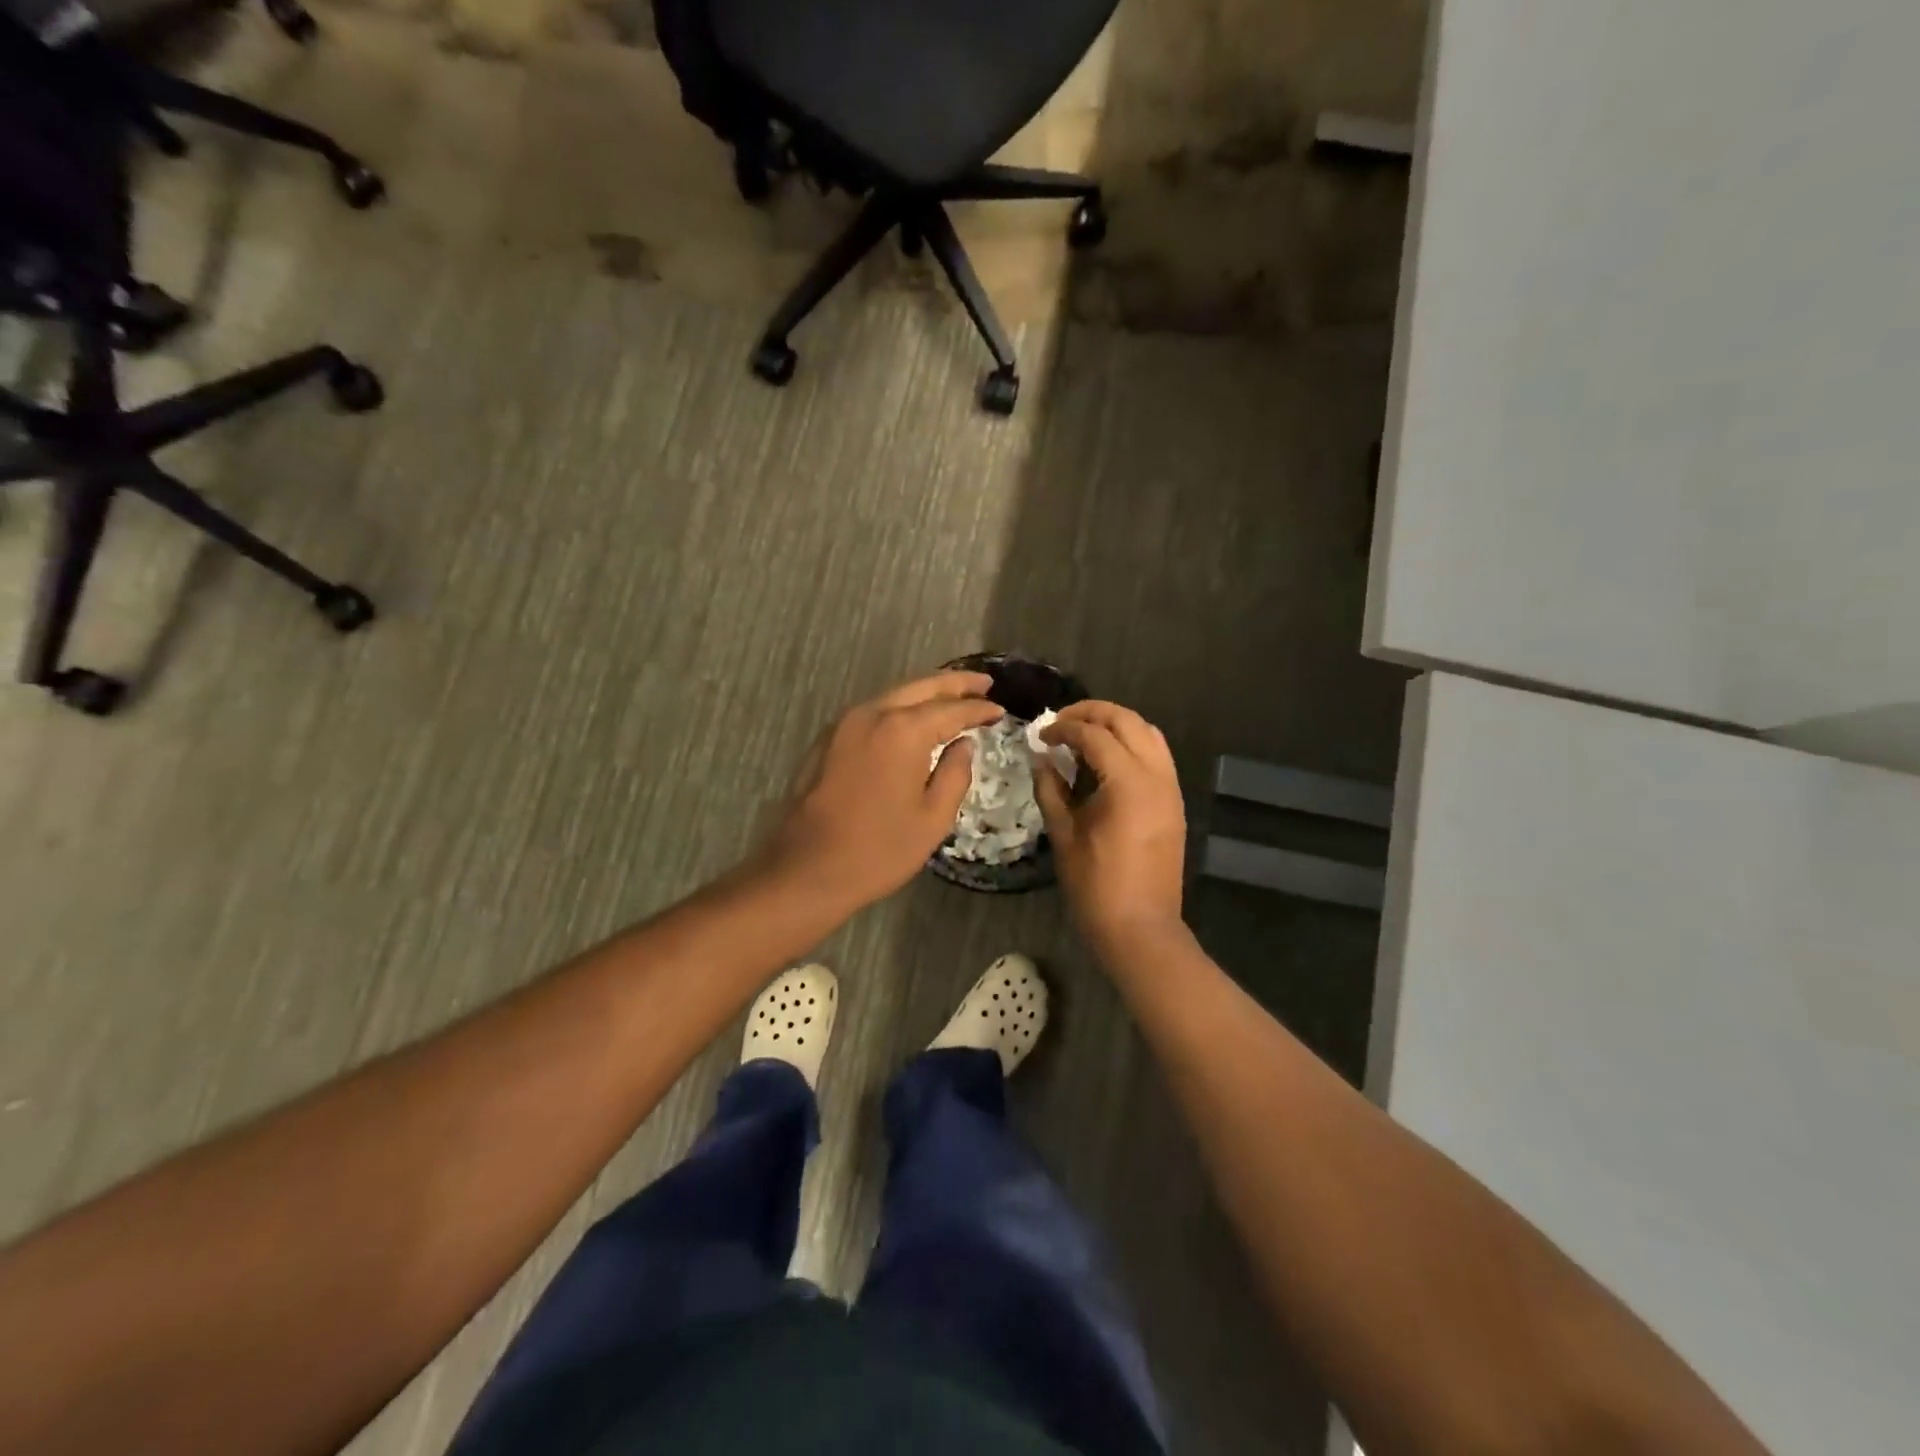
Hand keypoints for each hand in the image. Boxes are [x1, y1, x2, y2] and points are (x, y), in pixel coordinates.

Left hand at [760, 671, 1002, 913]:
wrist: (807, 869)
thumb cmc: (879, 849)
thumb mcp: (933, 818)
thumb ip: (955, 773)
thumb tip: (964, 744)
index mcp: (903, 731)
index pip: (952, 709)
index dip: (979, 709)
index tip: (1000, 710)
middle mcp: (872, 714)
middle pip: (921, 687)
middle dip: (955, 684)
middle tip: (984, 684)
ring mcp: (845, 724)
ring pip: (894, 696)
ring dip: (926, 694)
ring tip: (954, 698)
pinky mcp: (828, 739)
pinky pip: (874, 711)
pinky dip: (900, 708)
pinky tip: (914, 721)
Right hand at [1035, 701, 1187, 945]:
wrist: (1140, 928)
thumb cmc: (1095, 885)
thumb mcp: (1064, 834)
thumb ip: (1051, 789)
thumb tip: (1041, 759)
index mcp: (1128, 782)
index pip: (1094, 734)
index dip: (1063, 729)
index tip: (1041, 737)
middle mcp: (1156, 775)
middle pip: (1127, 721)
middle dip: (1092, 713)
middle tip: (1061, 722)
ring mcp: (1170, 788)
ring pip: (1148, 733)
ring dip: (1116, 725)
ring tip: (1084, 735)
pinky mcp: (1174, 802)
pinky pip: (1156, 755)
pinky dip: (1132, 744)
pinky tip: (1106, 760)